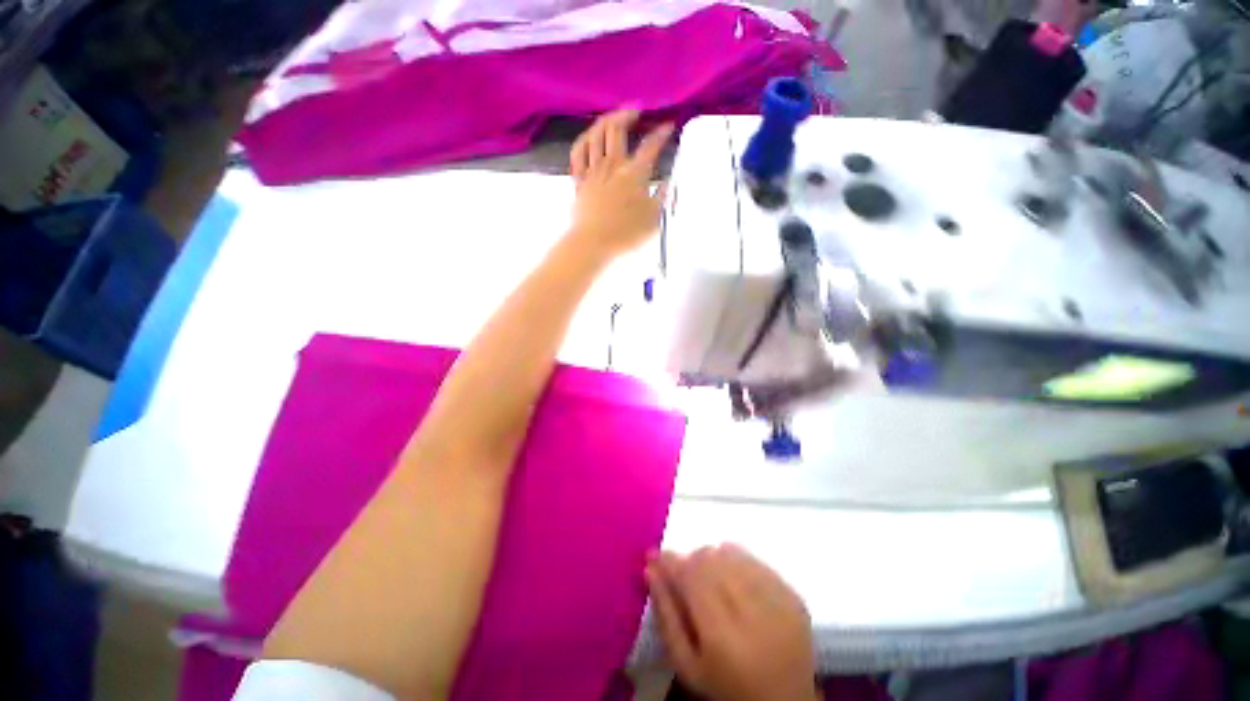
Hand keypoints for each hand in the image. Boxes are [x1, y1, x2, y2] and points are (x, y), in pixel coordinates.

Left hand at [569, 109, 672, 256]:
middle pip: (616, 130)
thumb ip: (662, 198)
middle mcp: (613, 165)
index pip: (650, 147)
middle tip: (637, 111)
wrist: (593, 243)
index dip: (661, 134)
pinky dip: (584, 140)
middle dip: (627, 115)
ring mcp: (593, 171)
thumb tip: (667, 182)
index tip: (668, 125)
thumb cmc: (626, 234)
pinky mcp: (579, 181)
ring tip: (614, 116)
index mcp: (634, 174)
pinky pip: (577, 153)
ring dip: (605, 120)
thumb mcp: (654, 219)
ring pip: (595, 135)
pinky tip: (589, 136)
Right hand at [646, 545, 817, 700]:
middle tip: (684, 576)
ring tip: (709, 580)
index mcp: (723, 636)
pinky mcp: (793, 594)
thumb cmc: (726, 688)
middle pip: (711, 560)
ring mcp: (778, 600)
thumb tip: (651, 568)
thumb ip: (666, 615)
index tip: (654, 556)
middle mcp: (753, 611)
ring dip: (713, 559)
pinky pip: (755, 559)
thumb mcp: (686, 665)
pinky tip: (733, 580)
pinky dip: (736, 561)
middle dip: (690, 561)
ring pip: (731, 554)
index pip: (691, 577)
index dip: (670, 561)